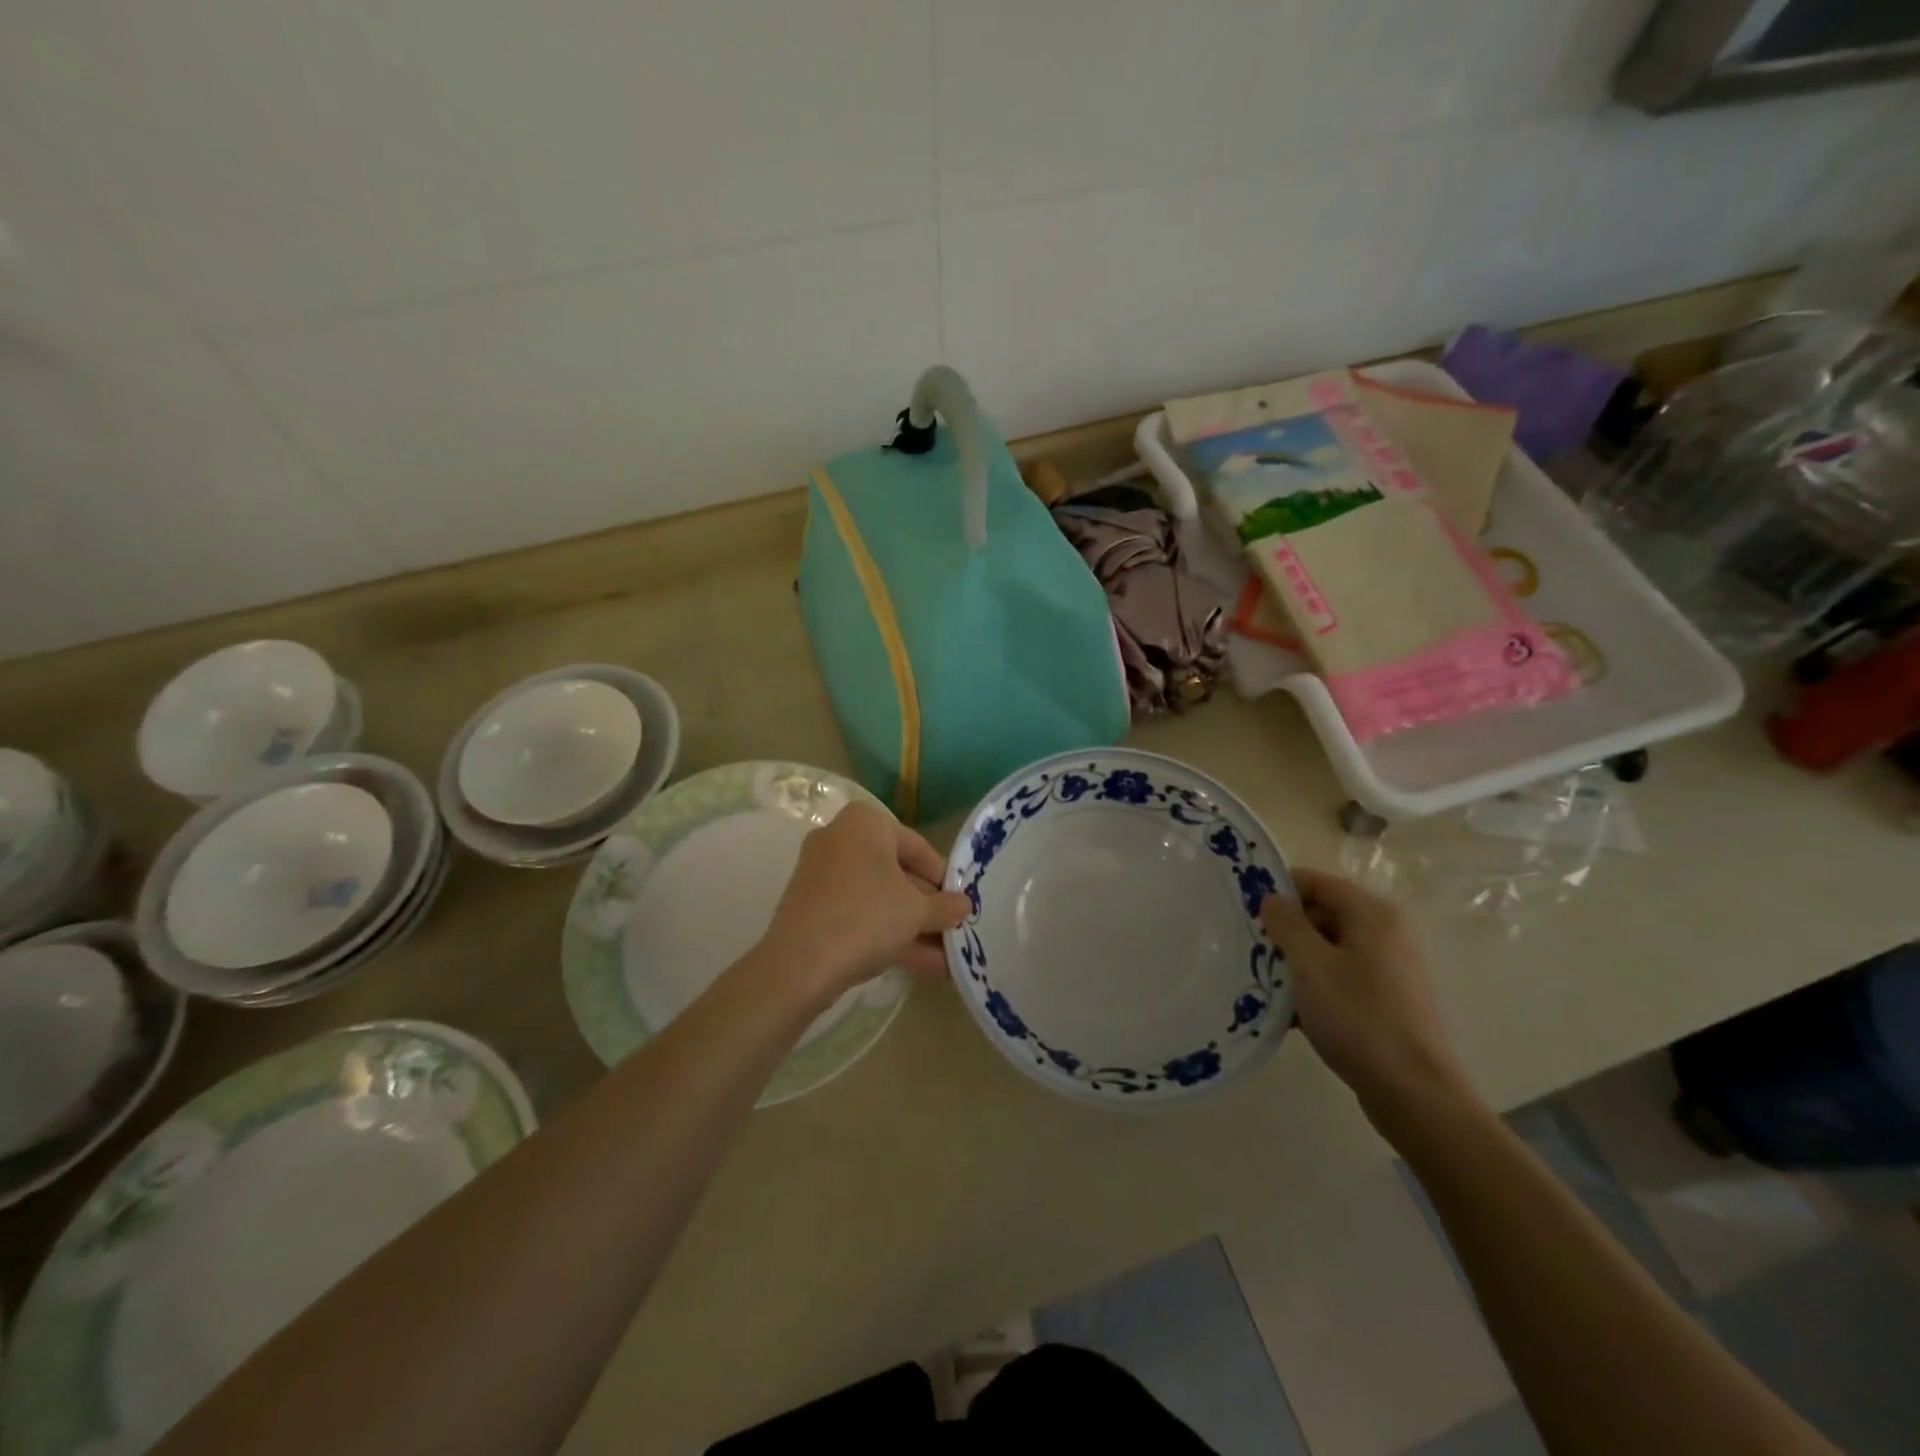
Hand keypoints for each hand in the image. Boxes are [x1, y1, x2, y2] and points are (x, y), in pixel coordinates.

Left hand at [759, 801, 969, 1002]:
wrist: (800, 964)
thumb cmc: (867, 916)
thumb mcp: (917, 911)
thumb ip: (944, 906)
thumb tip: (964, 905)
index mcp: (865, 823)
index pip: (917, 846)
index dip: (943, 878)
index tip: (960, 902)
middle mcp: (840, 839)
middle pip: (896, 873)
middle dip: (927, 907)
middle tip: (953, 930)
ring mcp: (822, 874)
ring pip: (878, 898)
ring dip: (912, 927)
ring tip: (946, 957)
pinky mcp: (812, 907)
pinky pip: (858, 914)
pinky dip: (886, 934)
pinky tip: (921, 965)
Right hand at [1260, 868, 1474, 1125]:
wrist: (1414, 1093)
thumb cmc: (1358, 1018)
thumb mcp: (1310, 965)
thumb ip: (1286, 924)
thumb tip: (1271, 898)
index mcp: (1372, 915)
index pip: (1315, 882)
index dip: (1279, 890)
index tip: (1245, 910)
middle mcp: (1386, 933)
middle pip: (1322, 914)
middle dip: (1285, 931)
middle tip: (1250, 951)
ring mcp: (1389, 968)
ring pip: (1328, 949)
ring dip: (1295, 962)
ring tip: (1264, 984)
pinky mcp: (1387, 999)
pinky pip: (1341, 977)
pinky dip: (1315, 987)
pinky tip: (1290, 1014)